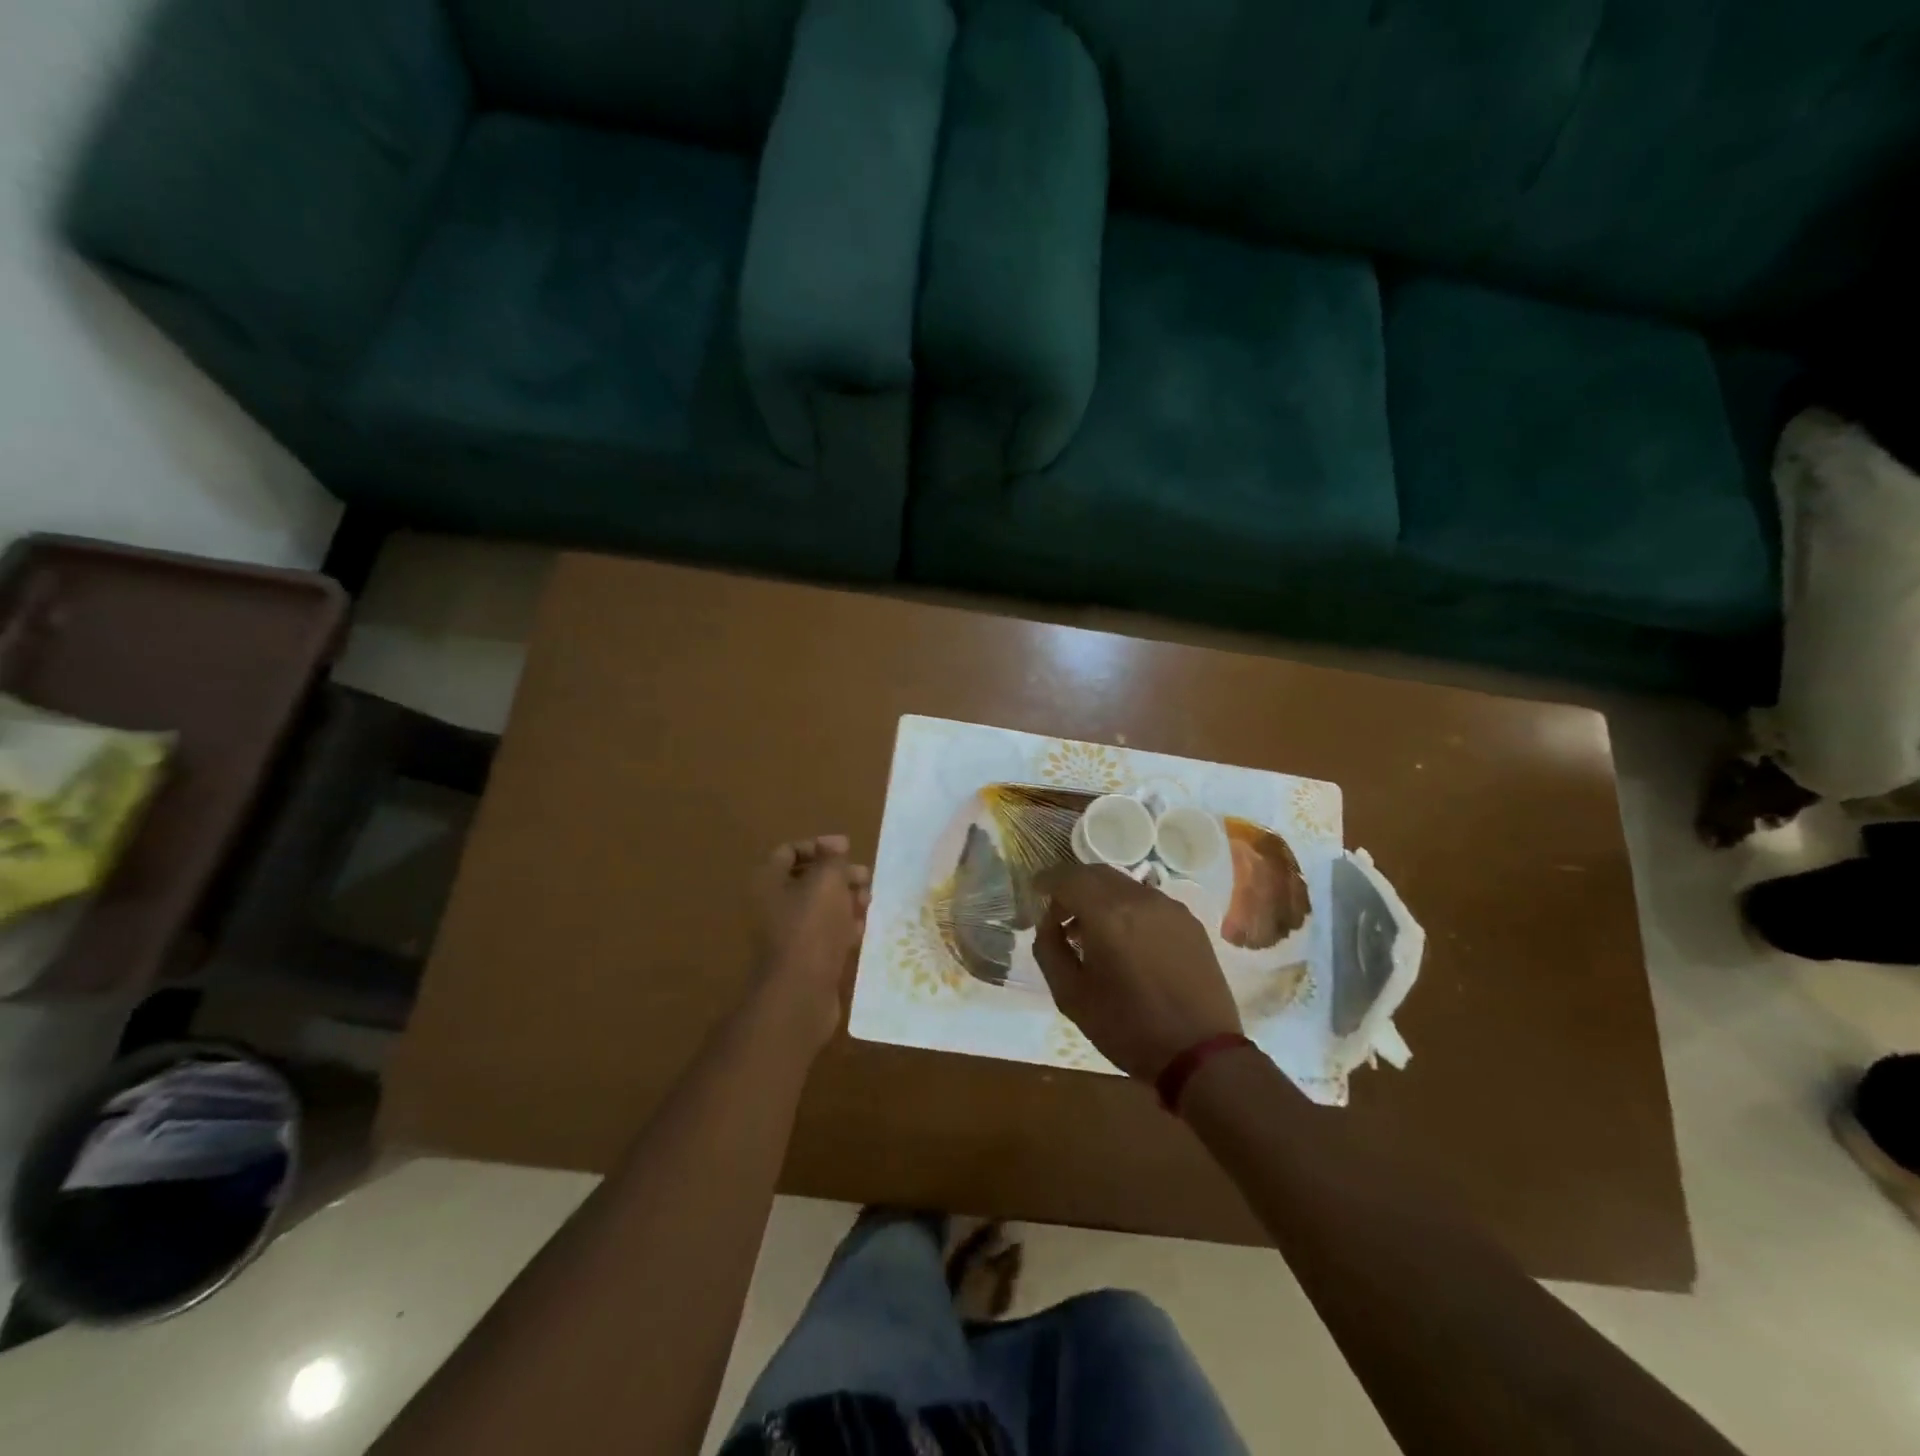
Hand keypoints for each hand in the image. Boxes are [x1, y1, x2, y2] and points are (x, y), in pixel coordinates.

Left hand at [751, 836, 870, 1052]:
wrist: (800, 993)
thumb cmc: (811, 927)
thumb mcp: (827, 881)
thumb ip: (833, 859)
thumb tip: (835, 848)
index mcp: (768, 882)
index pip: (790, 851)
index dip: (820, 846)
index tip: (848, 849)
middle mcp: (772, 905)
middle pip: (808, 880)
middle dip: (839, 875)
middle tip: (865, 877)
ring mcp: (787, 934)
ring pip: (820, 908)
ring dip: (845, 900)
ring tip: (869, 902)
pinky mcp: (804, 958)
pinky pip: (825, 934)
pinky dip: (844, 927)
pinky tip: (863, 927)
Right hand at [1033, 864, 1241, 1081]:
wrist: (1200, 1053)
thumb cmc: (1128, 1027)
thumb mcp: (1072, 997)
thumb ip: (1050, 951)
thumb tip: (1048, 924)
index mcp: (1107, 914)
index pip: (1068, 877)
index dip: (1047, 880)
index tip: (1035, 892)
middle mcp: (1140, 898)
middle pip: (1096, 873)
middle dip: (1072, 885)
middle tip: (1060, 914)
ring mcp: (1169, 907)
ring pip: (1124, 884)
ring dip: (1100, 896)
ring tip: (1091, 930)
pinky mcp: (1190, 921)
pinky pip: (1148, 900)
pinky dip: (1127, 907)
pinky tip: (1125, 940)